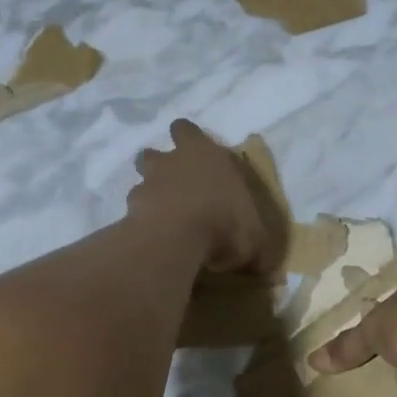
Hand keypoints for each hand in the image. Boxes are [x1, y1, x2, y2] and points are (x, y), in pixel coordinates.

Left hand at [127, 120, 285, 274]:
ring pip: (140, 182)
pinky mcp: (130, 211)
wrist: (177, 235)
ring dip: (149, 196)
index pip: (186, 130)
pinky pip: (134, 214)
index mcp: (203, 153)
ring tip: (162, 218)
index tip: (193, 153)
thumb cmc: (224, 221)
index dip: (187, 139)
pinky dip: (141, 224)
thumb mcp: (254, 238)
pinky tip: (153, 240)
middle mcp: (171, 162)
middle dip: (159, 166)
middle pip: (153, 153)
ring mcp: (146, 185)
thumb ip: (257, 248)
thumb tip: (266, 267)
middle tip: (174, 187)